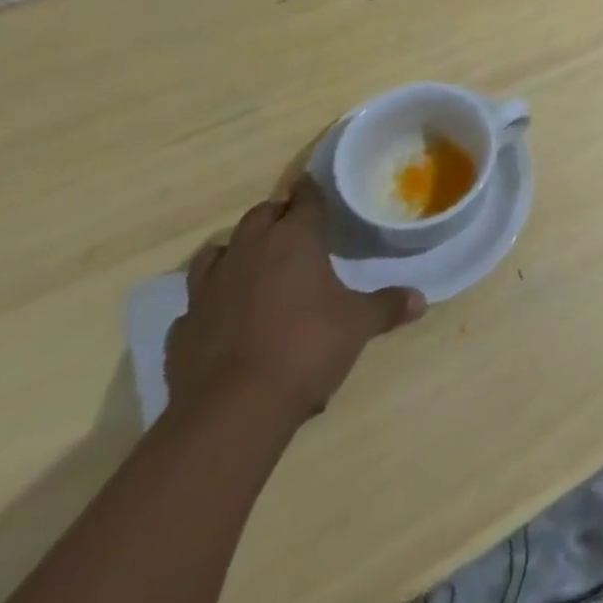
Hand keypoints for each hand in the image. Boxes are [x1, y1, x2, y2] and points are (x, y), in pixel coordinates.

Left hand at [167, 179, 424, 429]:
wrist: (231, 412)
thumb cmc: (306, 348)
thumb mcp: (359, 325)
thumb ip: (387, 306)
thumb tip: (421, 300)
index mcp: (294, 239)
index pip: (305, 198)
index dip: (313, 192)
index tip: (318, 191)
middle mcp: (248, 251)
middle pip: (260, 216)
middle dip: (276, 217)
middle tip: (294, 230)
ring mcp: (209, 289)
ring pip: (216, 252)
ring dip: (234, 251)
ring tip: (252, 265)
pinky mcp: (182, 329)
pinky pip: (195, 304)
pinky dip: (210, 304)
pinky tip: (223, 318)